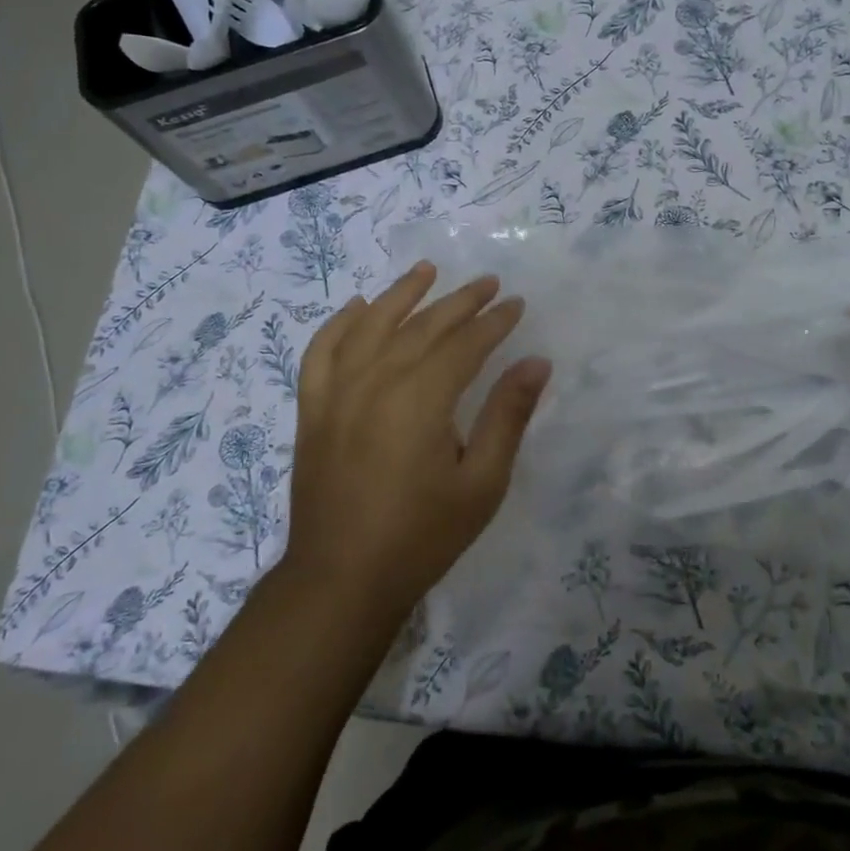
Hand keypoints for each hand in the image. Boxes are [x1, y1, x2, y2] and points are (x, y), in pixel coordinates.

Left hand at [284, 261, 550, 618]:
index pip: (464, 344)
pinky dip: (340, 324)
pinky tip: (358, 307)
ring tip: (427, 271)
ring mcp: (336, 393)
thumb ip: (508, 416)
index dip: (494, 322)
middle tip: (489, 283)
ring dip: (401, 294)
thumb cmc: (422, 535)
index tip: (517, 304)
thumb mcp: (482, 483)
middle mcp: (375, 382)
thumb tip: (536, 363)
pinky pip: (322, 351)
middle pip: (422, 327)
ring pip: (371, 326)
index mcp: (420, 399)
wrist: (341, 579)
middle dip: (460, 302)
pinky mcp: (313, 409)